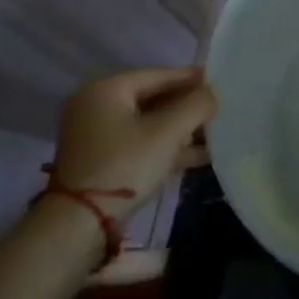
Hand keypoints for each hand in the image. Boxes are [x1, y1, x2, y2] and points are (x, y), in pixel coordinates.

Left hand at [53, 67, 217, 217]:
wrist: (79, 224)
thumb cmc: (125, 165)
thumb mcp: (168, 132)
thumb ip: (196, 105)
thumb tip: (213, 93)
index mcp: (107, 89)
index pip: (159, 74)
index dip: (192, 78)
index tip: (220, 81)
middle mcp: (97, 105)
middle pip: (153, 98)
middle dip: (188, 107)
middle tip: (219, 109)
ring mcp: (96, 135)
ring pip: (148, 123)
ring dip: (181, 130)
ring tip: (216, 135)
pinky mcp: (101, 160)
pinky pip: (140, 143)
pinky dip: (166, 147)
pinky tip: (198, 155)